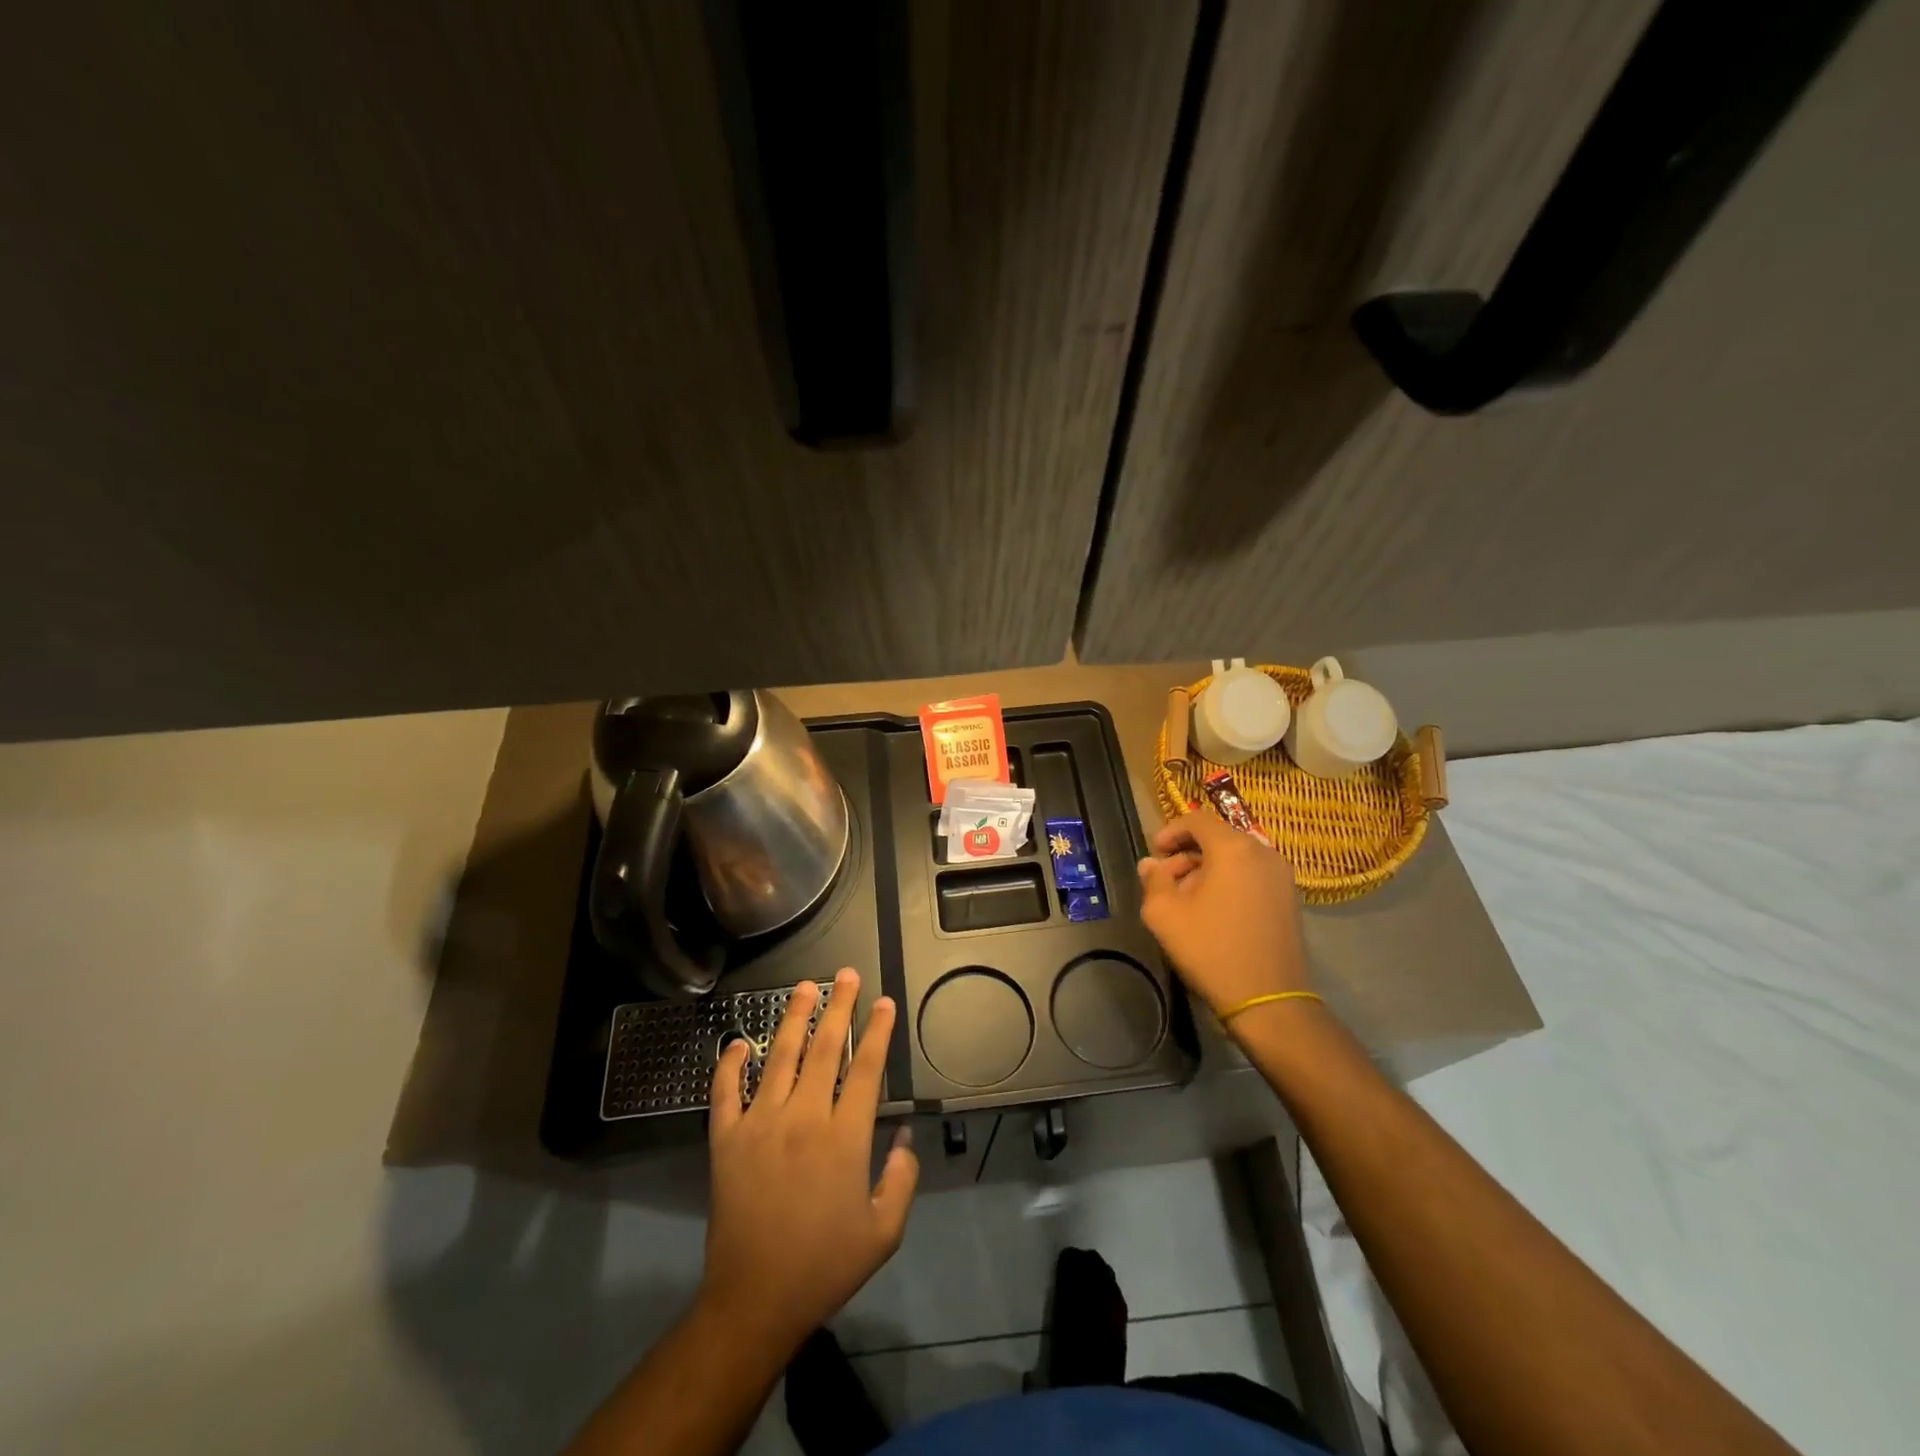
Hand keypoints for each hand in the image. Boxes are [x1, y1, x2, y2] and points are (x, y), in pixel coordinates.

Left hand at [700, 969, 918, 1351]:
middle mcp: (802, 1118)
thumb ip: (902, 1177)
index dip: (878, 1031)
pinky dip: (729, 1064)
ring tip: (804, 987)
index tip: (884, 1001)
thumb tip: (906, 1134)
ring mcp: (759, 1124)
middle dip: (839, 1007)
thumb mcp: (883, 1231)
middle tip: (846, 974)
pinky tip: (737, 1043)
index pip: (865, 1068)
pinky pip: (725, 1092)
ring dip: (793, 1018)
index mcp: (844, 1137)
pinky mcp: (726, 1140)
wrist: (754, 1301)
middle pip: (824, 1048)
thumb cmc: (824, 1265)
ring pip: (779, 1057)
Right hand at [1137, 810, 1310, 1018]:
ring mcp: (1282, 875)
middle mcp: (1263, 852)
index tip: (1155, 853)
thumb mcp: (1164, 914)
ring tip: (1188, 898)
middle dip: (1187, 853)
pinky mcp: (1290, 898)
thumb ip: (1153, 880)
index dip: (1171, 831)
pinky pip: (1252, 873)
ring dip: (1208, 867)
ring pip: (1236, 856)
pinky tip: (1215, 910)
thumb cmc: (1211, 950)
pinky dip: (1230, 880)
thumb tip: (1151, 864)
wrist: (1269, 999)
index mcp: (1233, 849)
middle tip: (1167, 880)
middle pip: (1218, 837)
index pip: (1197, 820)